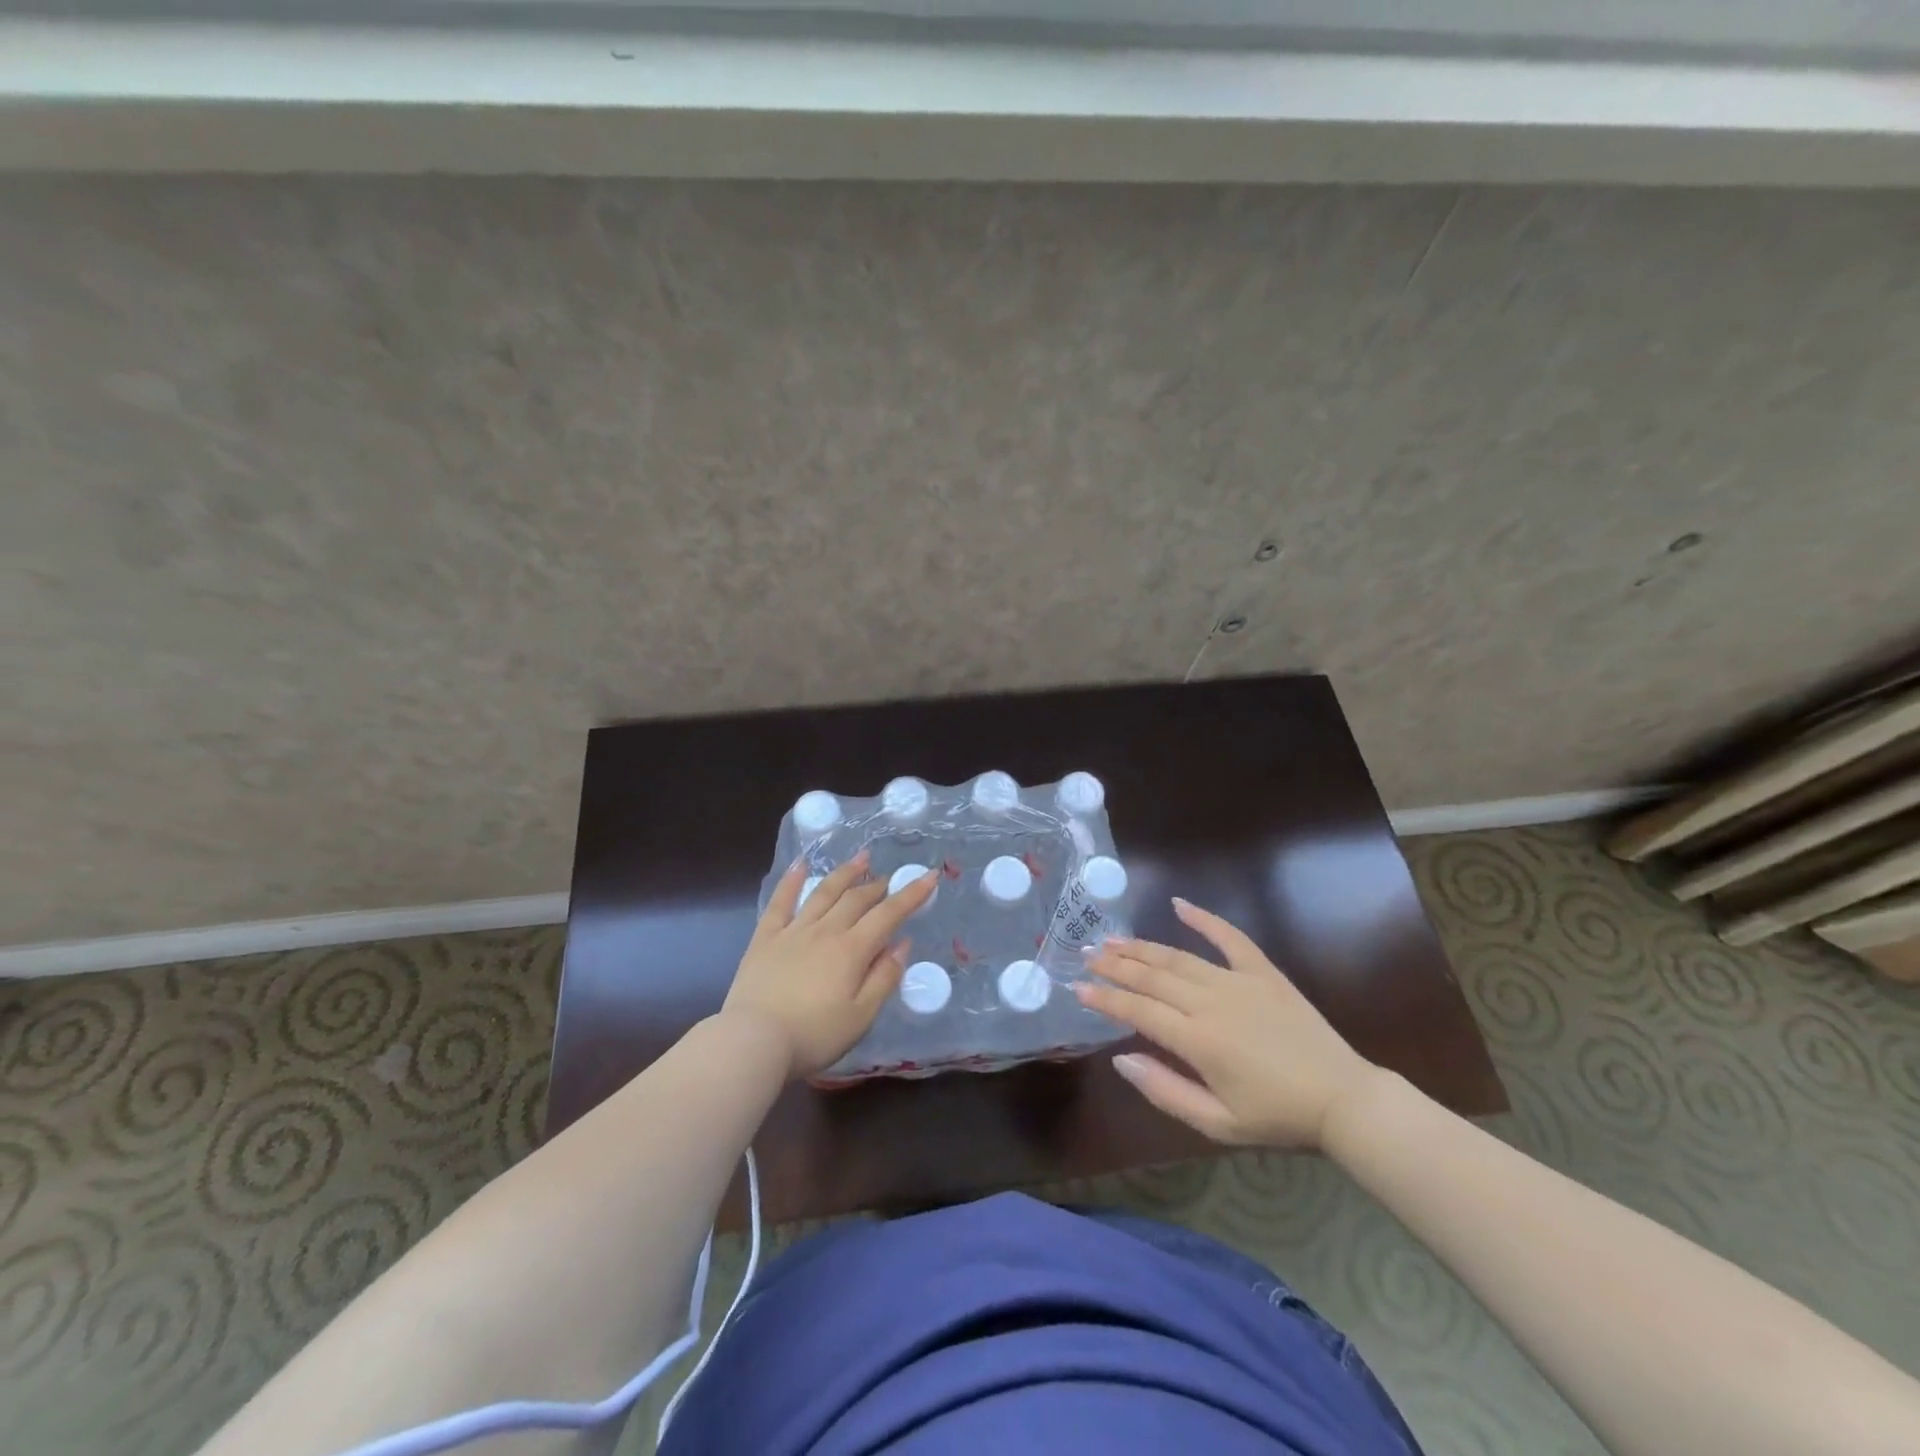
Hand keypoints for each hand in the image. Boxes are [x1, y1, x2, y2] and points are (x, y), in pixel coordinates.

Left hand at [721, 850, 936, 1078]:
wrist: (753, 1040)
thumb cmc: (813, 1035)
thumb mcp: (861, 1016)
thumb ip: (884, 978)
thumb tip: (903, 943)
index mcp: (852, 950)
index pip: (888, 914)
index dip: (911, 894)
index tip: (930, 876)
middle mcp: (825, 931)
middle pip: (856, 900)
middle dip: (877, 886)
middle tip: (889, 878)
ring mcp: (793, 931)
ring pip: (824, 893)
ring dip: (845, 873)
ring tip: (861, 858)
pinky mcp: (765, 938)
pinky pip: (780, 901)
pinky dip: (792, 880)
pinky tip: (801, 864)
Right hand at [1075, 897, 1381, 1150]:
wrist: (1343, 1100)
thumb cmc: (1277, 1118)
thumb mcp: (1217, 1123)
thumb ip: (1164, 1091)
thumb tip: (1120, 1058)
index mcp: (1197, 1040)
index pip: (1137, 1011)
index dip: (1104, 998)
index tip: (1077, 987)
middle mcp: (1210, 1001)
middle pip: (1151, 977)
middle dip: (1114, 965)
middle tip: (1085, 953)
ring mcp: (1238, 981)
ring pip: (1178, 957)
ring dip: (1142, 946)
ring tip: (1113, 939)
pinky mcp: (1263, 972)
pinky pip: (1230, 937)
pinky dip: (1204, 918)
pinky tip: (1179, 904)